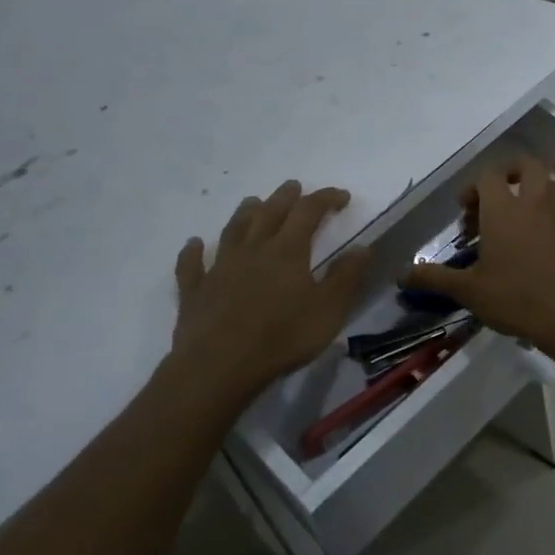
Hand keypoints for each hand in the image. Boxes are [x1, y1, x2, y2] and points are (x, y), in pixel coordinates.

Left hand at [170, 181, 369, 394]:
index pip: (309, 212)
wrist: (219, 367)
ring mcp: (219, 269)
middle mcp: (252, 250)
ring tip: (252, 202)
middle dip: (285, 197)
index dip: (326, 199)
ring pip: (232, 231)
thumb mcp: (329, 309)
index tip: (342, 197)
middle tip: (294, 187)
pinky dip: (193, 252)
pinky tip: (194, 244)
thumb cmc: (283, 337)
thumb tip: (362, 247)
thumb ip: (346, 277)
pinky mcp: (195, 292)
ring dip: (244, 214)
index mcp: (287, 251)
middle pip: (269, 213)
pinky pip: (192, 265)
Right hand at [400, 158, 554, 350]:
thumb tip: (402, 274)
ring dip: (531, 193)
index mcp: (504, 209)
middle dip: (510, 173)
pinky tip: (536, 245)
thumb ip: (435, 278)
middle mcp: (534, 204)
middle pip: (528, 165)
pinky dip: (546, 218)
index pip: (489, 175)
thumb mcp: (468, 291)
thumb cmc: (515, 298)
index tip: (465, 212)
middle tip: (494, 197)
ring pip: (548, 186)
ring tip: (514, 220)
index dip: (473, 187)